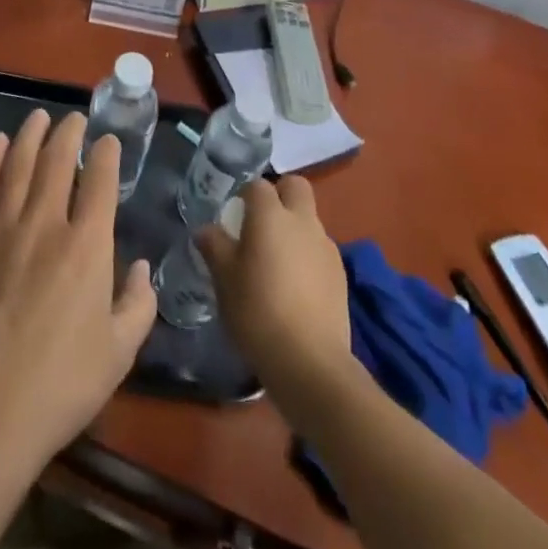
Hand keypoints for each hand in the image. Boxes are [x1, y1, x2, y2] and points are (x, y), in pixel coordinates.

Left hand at [0, 110, 156, 479]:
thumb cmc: (61, 385)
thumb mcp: (119, 353)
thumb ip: (139, 304)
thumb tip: (142, 267)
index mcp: (87, 247)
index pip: (99, 182)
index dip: (105, 155)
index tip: (107, 141)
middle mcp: (46, 225)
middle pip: (57, 162)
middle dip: (68, 134)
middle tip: (73, 119)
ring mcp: (3, 229)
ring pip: (19, 166)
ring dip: (31, 136)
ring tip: (38, 117)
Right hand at [197, 176, 351, 386]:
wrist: (310, 362)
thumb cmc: (258, 311)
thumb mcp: (224, 279)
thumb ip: (214, 246)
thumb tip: (206, 230)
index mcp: (271, 215)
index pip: (258, 185)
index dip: (245, 195)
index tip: (233, 215)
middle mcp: (302, 221)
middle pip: (296, 187)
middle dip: (280, 194)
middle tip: (261, 223)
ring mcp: (326, 247)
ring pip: (309, 220)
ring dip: (295, 228)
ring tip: (277, 262)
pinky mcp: (340, 274)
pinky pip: (320, 250)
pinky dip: (307, 256)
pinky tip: (295, 287)